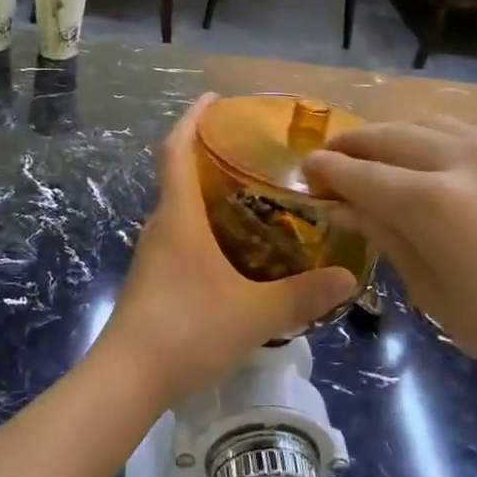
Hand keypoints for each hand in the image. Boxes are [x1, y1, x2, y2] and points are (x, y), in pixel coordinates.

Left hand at [94, 95, 357, 405]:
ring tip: (250, 196)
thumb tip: (348, 278)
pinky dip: (202, 227)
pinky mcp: (152, 279)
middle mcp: (161, 226)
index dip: (192, 119)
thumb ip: (302, 296)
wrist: (128, 377)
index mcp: (179, 216)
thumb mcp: (254, 313)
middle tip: (250, 152)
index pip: (176, 150)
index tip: (212, 98)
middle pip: (178, 175)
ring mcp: (152, 254)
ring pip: (179, 210)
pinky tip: (232, 249)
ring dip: (206, 194)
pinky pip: (179, 236)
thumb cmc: (188, 329)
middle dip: (207, 155)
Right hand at [306, 118, 476, 407]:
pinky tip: (440, 161)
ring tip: (380, 153)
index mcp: (436, 204)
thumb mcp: (431, 290)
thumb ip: (383, 235)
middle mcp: (468, 159)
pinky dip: (443, 140)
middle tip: (334, 156)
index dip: (329, 170)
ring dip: (396, 136)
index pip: (362, 174)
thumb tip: (339, 206)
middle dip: (354, 143)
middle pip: (390, 136)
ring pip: (430, 123)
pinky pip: (474, 131)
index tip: (308, 168)